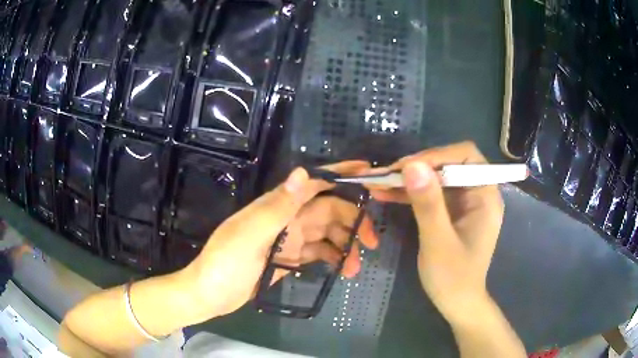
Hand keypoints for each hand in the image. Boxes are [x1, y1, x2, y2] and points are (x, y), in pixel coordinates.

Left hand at [185, 161, 377, 317]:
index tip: (368, 173)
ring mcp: (290, 239)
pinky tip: (342, 271)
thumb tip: (303, 171)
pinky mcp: (290, 258)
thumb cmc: (225, 263)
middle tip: (372, 243)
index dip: (341, 174)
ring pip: (328, 234)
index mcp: (278, 206)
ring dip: (346, 246)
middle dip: (354, 221)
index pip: (315, 183)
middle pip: (329, 210)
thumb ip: (278, 205)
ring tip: (356, 268)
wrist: (210, 294)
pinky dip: (333, 258)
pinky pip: (319, 252)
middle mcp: (287, 218)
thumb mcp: (250, 235)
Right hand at [369, 142, 503, 322]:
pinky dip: (409, 193)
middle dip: (418, 167)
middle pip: (449, 164)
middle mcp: (477, 193)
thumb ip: (428, 204)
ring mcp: (463, 202)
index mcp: (485, 196)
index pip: (466, 157)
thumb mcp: (438, 242)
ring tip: (379, 182)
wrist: (457, 303)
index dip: (437, 155)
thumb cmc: (453, 278)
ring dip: (409, 179)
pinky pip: (430, 194)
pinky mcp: (450, 212)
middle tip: (387, 175)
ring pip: (436, 177)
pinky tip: (386, 194)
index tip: (407, 167)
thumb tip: (412, 164)